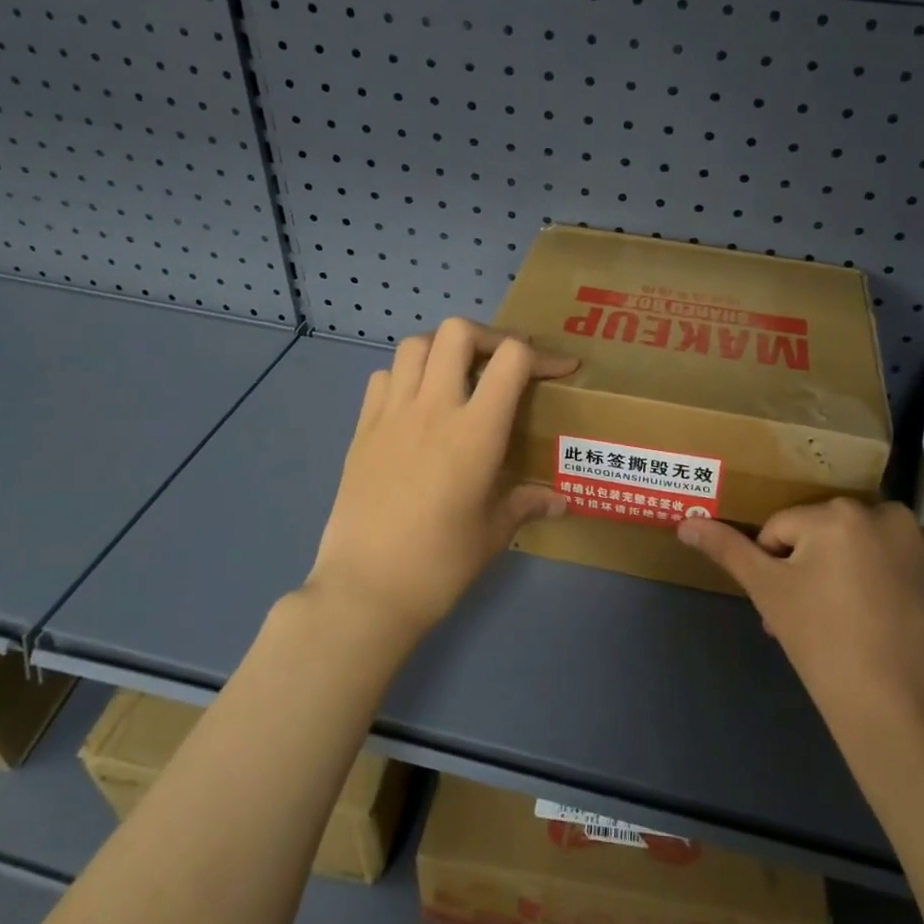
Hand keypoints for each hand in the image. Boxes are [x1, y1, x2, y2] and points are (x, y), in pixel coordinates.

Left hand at [304, 317, 577, 640]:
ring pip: (415, 344)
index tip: (561, 368)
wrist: (365, 591)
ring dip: (444, 347)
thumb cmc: (439, 565)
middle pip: (458, 332)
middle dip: (490, 336)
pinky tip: (417, 403)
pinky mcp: (362, 430)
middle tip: (505, 362)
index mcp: (475, 432)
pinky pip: (383, 378)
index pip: (511, 359)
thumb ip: (526, 504)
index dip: (543, 354)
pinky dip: (405, 374)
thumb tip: (560, 501)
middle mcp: (433, 408)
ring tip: (460, 372)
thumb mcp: (493, 534)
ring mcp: (391, 415)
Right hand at [678, 500, 923, 750]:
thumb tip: (685, 523)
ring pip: (873, 546)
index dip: (778, 568)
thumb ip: (727, 550)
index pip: (785, 530)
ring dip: (859, 570)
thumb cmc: (824, 646)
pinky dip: (901, 583)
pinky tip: (895, 621)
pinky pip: (913, 565)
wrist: (904, 715)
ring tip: (857, 622)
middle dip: (817, 567)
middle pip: (832, 534)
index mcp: (837, 514)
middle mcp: (888, 514)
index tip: (789, 609)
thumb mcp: (769, 593)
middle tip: (816, 618)